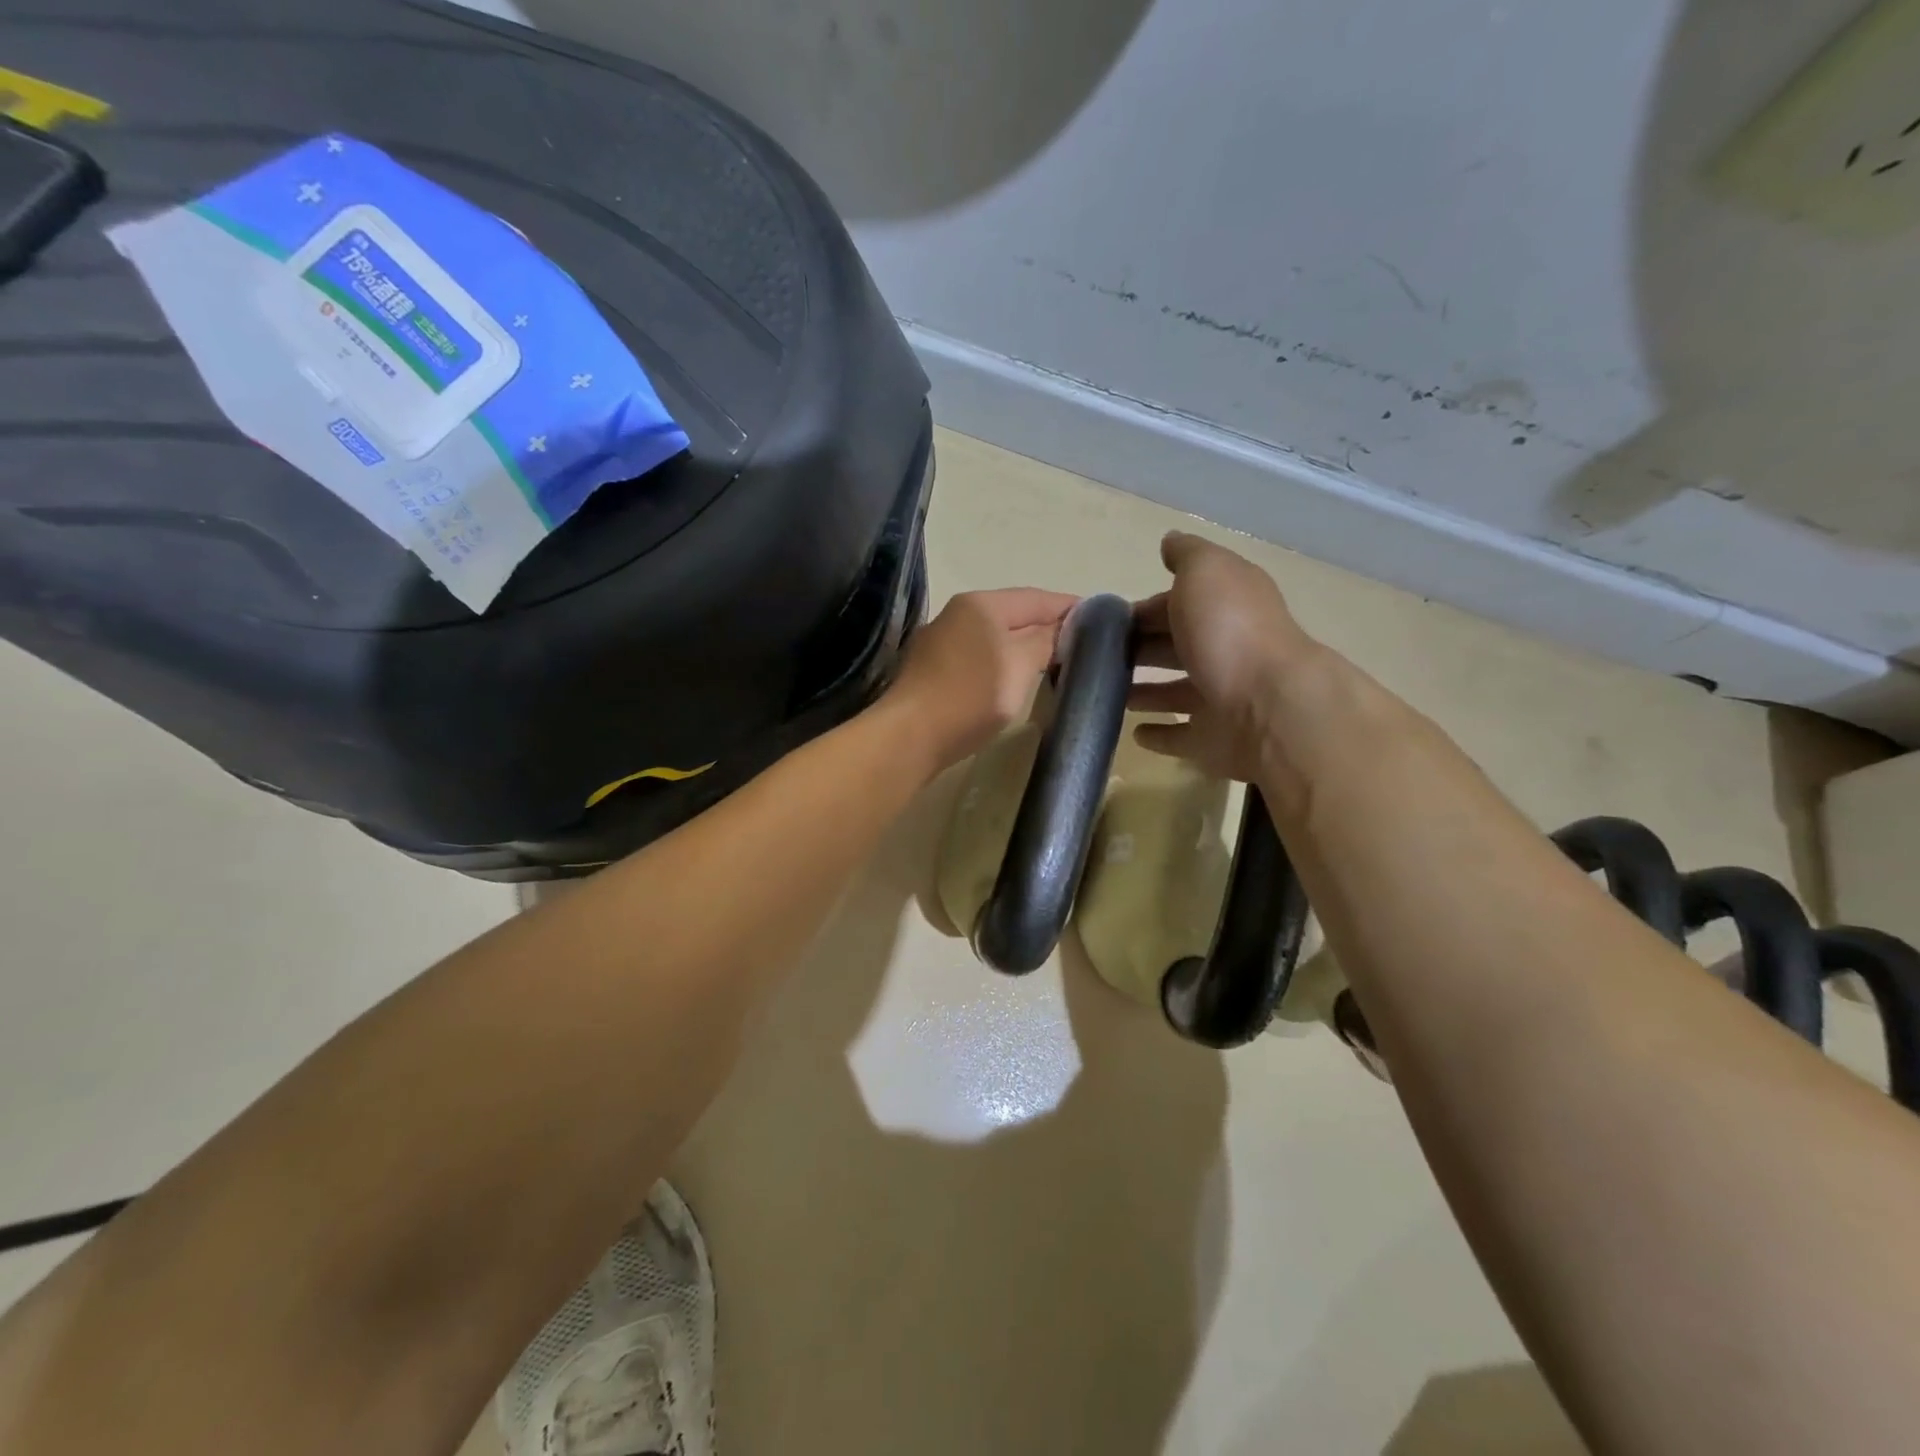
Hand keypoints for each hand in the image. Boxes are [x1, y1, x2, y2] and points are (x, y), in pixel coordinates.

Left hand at [888, 587, 1079, 769]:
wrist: (910, 736)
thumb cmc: (970, 696)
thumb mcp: (1019, 666)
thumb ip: (1045, 641)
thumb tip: (1063, 628)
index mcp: (981, 604)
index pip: (1037, 597)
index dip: (1070, 607)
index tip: (1103, 620)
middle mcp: (958, 613)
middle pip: (1015, 614)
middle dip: (1048, 627)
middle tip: (1085, 645)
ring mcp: (942, 641)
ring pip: (996, 637)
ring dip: (1025, 646)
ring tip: (1057, 662)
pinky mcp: (934, 669)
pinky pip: (980, 657)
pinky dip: (1004, 662)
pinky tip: (1017, 678)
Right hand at [1128, 532, 1325, 784]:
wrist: (1269, 707)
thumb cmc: (1229, 631)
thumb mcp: (1206, 572)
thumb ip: (1187, 555)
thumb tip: (1170, 541)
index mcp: (1225, 608)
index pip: (1177, 605)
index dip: (1143, 609)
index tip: (1104, 621)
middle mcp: (1226, 651)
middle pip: (1176, 647)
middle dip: (1141, 649)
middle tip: (1095, 658)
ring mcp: (1220, 699)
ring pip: (1175, 693)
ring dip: (1146, 692)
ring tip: (1106, 694)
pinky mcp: (1213, 741)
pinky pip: (1181, 737)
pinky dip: (1160, 734)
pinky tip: (1134, 732)